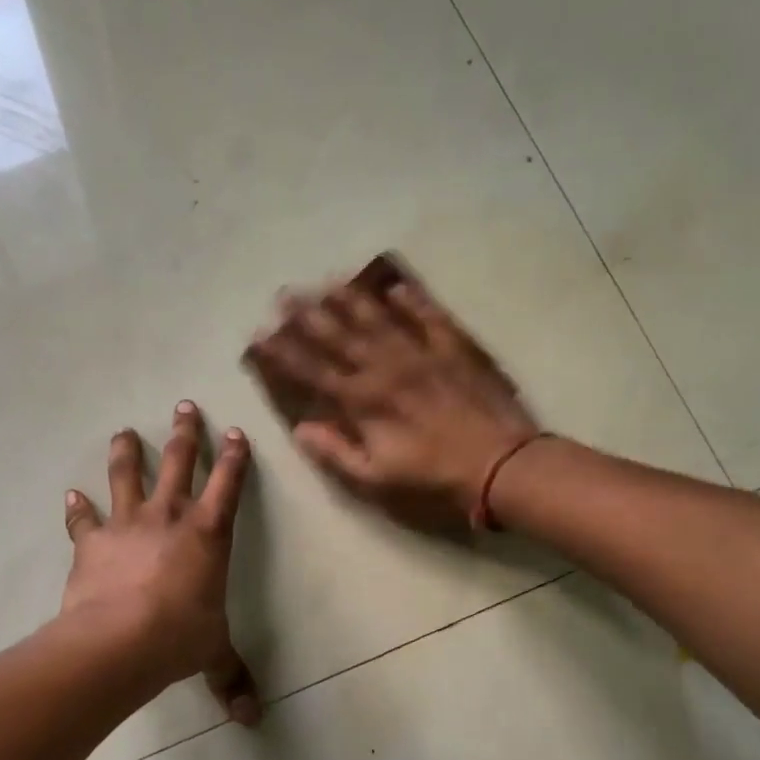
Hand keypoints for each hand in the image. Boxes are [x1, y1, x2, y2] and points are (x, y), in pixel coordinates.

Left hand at [61, 402, 261, 725]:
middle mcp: (169, 518)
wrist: (120, 640)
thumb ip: (231, 678)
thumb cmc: (179, 638)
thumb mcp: (212, 655)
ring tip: (125, 431)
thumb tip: (251, 720)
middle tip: (184, 406)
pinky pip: (84, 519)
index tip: (235, 432)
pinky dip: (78, 509)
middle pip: (178, 464)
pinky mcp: (92, 542)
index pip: (227, 486)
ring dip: (127, 452)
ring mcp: (127, 525)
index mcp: (208, 535)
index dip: (234, 458)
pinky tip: (71, 496)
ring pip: (127, 476)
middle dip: (185, 434)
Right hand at [243, 255, 543, 530]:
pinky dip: (412, 300)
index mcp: (362, 401)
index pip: (312, 370)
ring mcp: (420, 353)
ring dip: (350, 298)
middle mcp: (385, 368)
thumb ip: (335, 451)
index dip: (283, 352)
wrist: (499, 466)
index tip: (260, 335)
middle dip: (308, 314)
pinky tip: (396, 287)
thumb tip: (300, 428)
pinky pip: (429, 316)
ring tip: (327, 281)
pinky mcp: (453, 349)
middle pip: (339, 335)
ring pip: (378, 318)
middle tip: (284, 294)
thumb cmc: (431, 479)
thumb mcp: (374, 478)